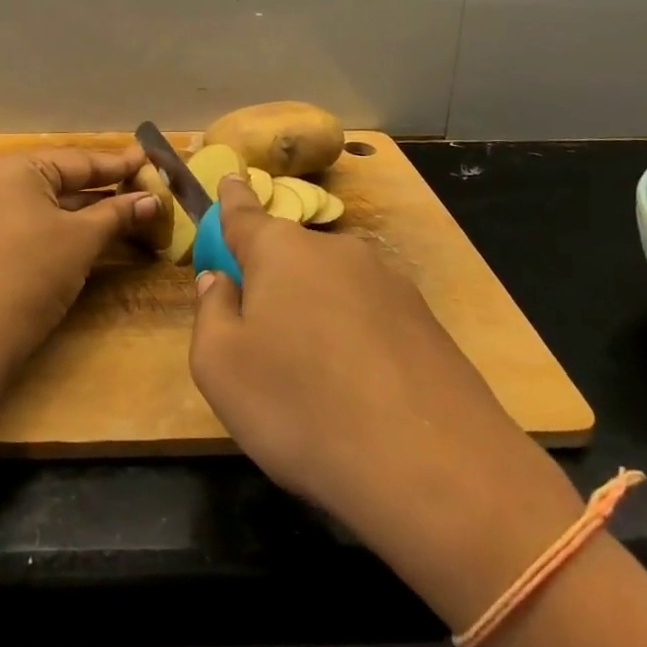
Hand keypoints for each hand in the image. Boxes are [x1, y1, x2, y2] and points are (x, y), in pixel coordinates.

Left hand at [0, 146, 160, 362]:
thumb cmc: (32, 272)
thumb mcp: (82, 239)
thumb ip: (118, 214)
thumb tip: (154, 200)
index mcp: (15, 168)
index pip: (78, 160)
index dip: (118, 163)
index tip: (150, 157)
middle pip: (63, 179)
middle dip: (106, 187)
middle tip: (147, 183)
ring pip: (50, 203)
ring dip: (89, 209)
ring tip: (132, 207)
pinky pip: (35, 221)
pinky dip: (66, 225)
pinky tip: (97, 230)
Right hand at [189, 177, 581, 620]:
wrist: (435, 468)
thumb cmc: (302, 407)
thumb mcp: (221, 368)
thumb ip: (211, 313)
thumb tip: (221, 282)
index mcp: (281, 251)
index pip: (245, 213)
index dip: (233, 198)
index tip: (232, 179)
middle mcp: (336, 251)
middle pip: (290, 257)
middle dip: (272, 284)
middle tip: (263, 344)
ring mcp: (388, 283)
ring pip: (332, 289)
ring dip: (315, 316)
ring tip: (315, 385)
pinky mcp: (426, 321)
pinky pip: (370, 320)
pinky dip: (355, 342)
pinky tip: (360, 396)